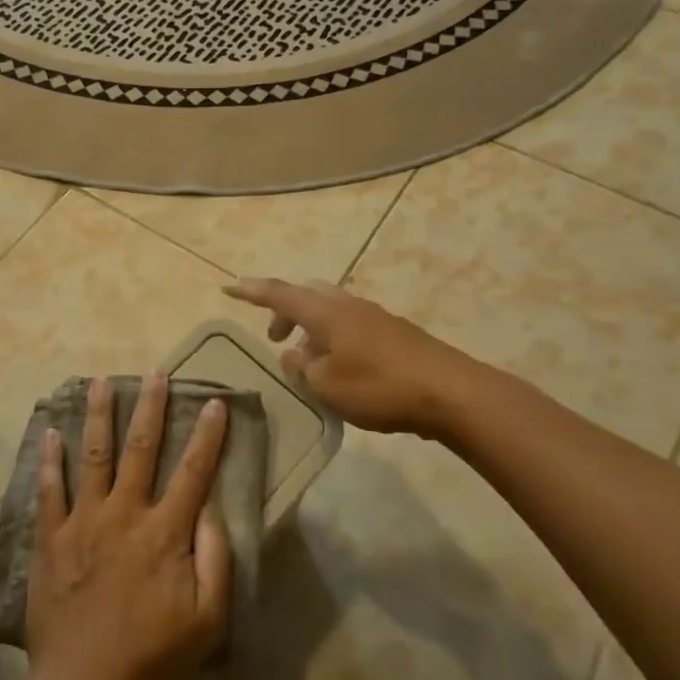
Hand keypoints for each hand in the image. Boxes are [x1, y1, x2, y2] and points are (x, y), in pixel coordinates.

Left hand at [26, 374, 231, 679]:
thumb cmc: (153, 656)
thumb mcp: (208, 620)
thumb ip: (215, 560)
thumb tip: (213, 510)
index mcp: (164, 531)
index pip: (193, 472)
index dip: (207, 435)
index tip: (215, 402)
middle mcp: (125, 513)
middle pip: (141, 449)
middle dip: (151, 407)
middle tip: (155, 373)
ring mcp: (84, 521)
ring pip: (94, 456)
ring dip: (99, 416)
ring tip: (102, 381)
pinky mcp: (51, 537)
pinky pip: (50, 490)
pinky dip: (50, 460)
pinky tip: (50, 432)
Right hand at [224, 277, 477, 436]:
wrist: (451, 393)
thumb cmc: (380, 387)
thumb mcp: (327, 386)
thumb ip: (302, 369)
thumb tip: (292, 355)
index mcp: (326, 312)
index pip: (279, 294)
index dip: (251, 291)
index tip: (228, 286)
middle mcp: (348, 305)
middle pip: (306, 296)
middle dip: (285, 312)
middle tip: (274, 337)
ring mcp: (375, 317)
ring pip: (330, 311)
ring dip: (311, 329)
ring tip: (307, 362)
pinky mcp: (395, 334)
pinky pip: (351, 327)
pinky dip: (334, 339)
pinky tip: (340, 371)